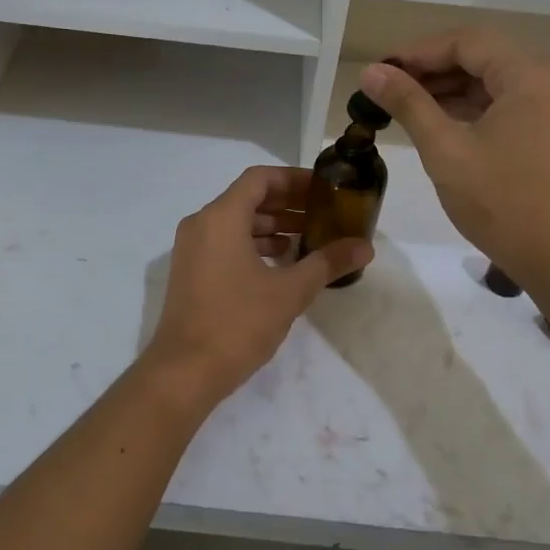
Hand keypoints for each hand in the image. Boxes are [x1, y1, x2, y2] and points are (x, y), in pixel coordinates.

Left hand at [145, 166, 371, 401]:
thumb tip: (365, 246)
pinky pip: (225, 242)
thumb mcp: (289, 292)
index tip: (323, 190)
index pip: (260, 179)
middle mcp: (201, 224)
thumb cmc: (237, 323)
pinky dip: (253, 244)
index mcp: (221, 217)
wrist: (184, 371)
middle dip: (287, 203)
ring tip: (309, 238)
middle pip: (248, 198)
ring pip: (236, 222)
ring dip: (272, 225)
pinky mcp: (190, 271)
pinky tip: (281, 262)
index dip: (293, 179)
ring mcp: (191, 249)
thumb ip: (327, 263)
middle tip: (324, 214)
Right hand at [358, 28, 549, 280]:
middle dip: (431, 68)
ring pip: (491, 81)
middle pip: (481, 56)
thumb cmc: (501, 200)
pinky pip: (504, 104)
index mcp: (529, 75)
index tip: (380, 71)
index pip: (466, 42)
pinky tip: (436, 121)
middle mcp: (548, 80)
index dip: (418, 52)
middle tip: (386, 86)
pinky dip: (469, 108)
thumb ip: (408, 103)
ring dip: (448, 88)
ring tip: (403, 104)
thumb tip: (371, 72)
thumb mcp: (445, 149)